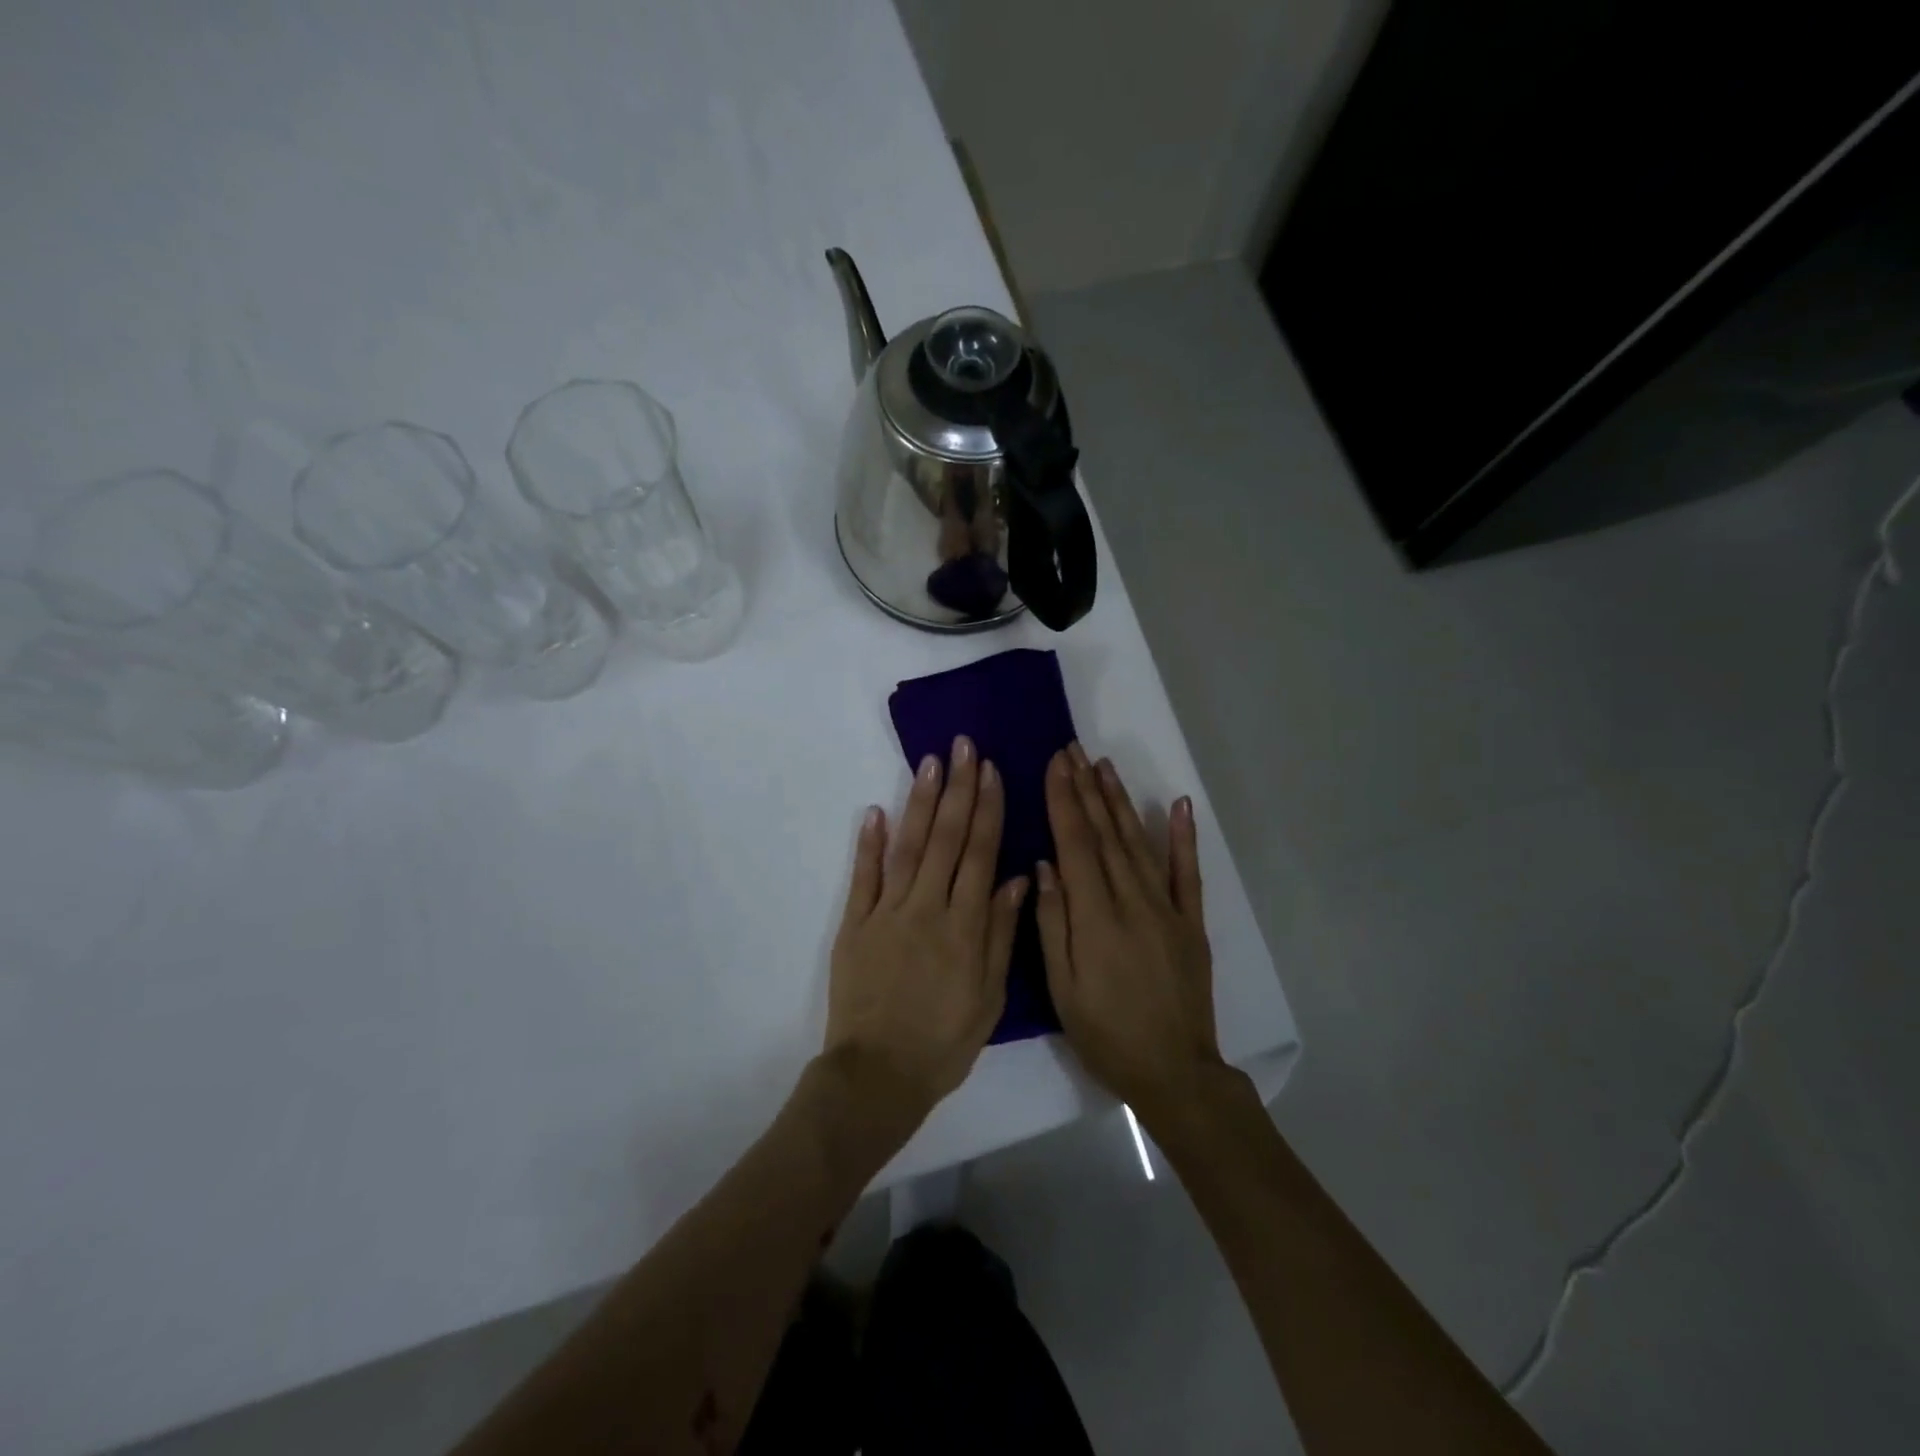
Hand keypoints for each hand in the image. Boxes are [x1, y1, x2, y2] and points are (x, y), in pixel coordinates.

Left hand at [825, 736, 1029, 1126]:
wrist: (877, 1075)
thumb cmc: (943, 1042)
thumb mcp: (989, 997)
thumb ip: (1002, 934)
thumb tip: (1017, 878)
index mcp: (965, 927)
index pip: (980, 854)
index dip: (987, 809)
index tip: (990, 771)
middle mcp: (927, 908)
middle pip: (946, 838)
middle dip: (957, 788)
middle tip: (962, 746)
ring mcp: (886, 913)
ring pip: (908, 847)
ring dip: (920, 802)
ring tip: (930, 763)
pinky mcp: (854, 925)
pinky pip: (863, 877)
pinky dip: (868, 843)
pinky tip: (876, 811)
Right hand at [1035, 744, 1224, 1126]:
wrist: (1174, 1070)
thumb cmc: (1105, 1032)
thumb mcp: (1062, 987)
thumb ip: (1051, 922)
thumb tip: (1044, 864)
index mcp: (1095, 916)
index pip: (1075, 844)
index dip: (1064, 800)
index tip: (1055, 764)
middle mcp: (1132, 900)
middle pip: (1105, 834)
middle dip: (1086, 789)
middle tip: (1073, 750)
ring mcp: (1167, 909)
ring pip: (1138, 843)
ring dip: (1120, 801)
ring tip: (1104, 765)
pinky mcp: (1191, 922)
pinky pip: (1187, 873)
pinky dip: (1183, 837)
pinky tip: (1177, 804)